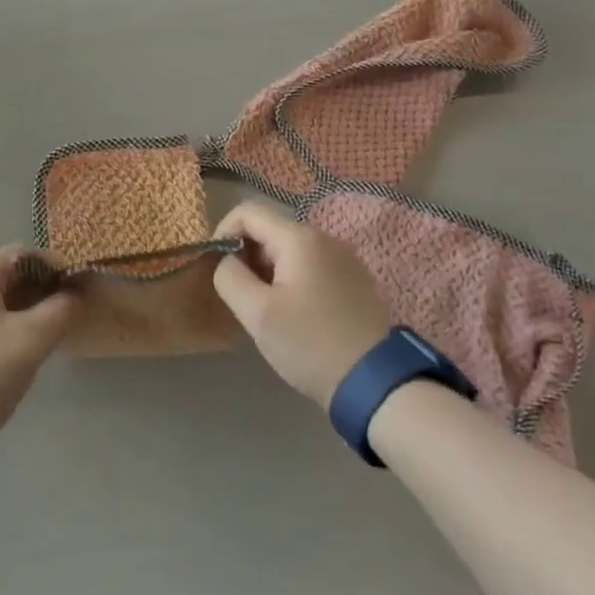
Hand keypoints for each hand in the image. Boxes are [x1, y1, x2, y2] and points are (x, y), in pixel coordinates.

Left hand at [0, 246, 77, 467]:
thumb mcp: (33, 339)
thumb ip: (61, 309)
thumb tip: (75, 294)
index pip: (22, 255)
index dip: (54, 268)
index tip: (77, 293)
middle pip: (6, 276)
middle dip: (39, 292)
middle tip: (64, 318)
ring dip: (23, 312)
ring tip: (43, 339)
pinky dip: (3, 328)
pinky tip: (14, 357)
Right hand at [213, 200, 390, 410]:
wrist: (376, 383)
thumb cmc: (310, 343)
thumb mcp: (257, 313)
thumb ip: (230, 277)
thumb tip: (227, 260)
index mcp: (300, 238)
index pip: (248, 212)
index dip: (223, 232)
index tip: (217, 266)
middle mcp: (325, 238)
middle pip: (270, 229)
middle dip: (247, 255)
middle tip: (240, 295)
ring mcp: (345, 259)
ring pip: (290, 249)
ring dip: (268, 270)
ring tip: (264, 308)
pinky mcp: (355, 280)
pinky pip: (311, 266)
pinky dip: (291, 279)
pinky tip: (293, 314)